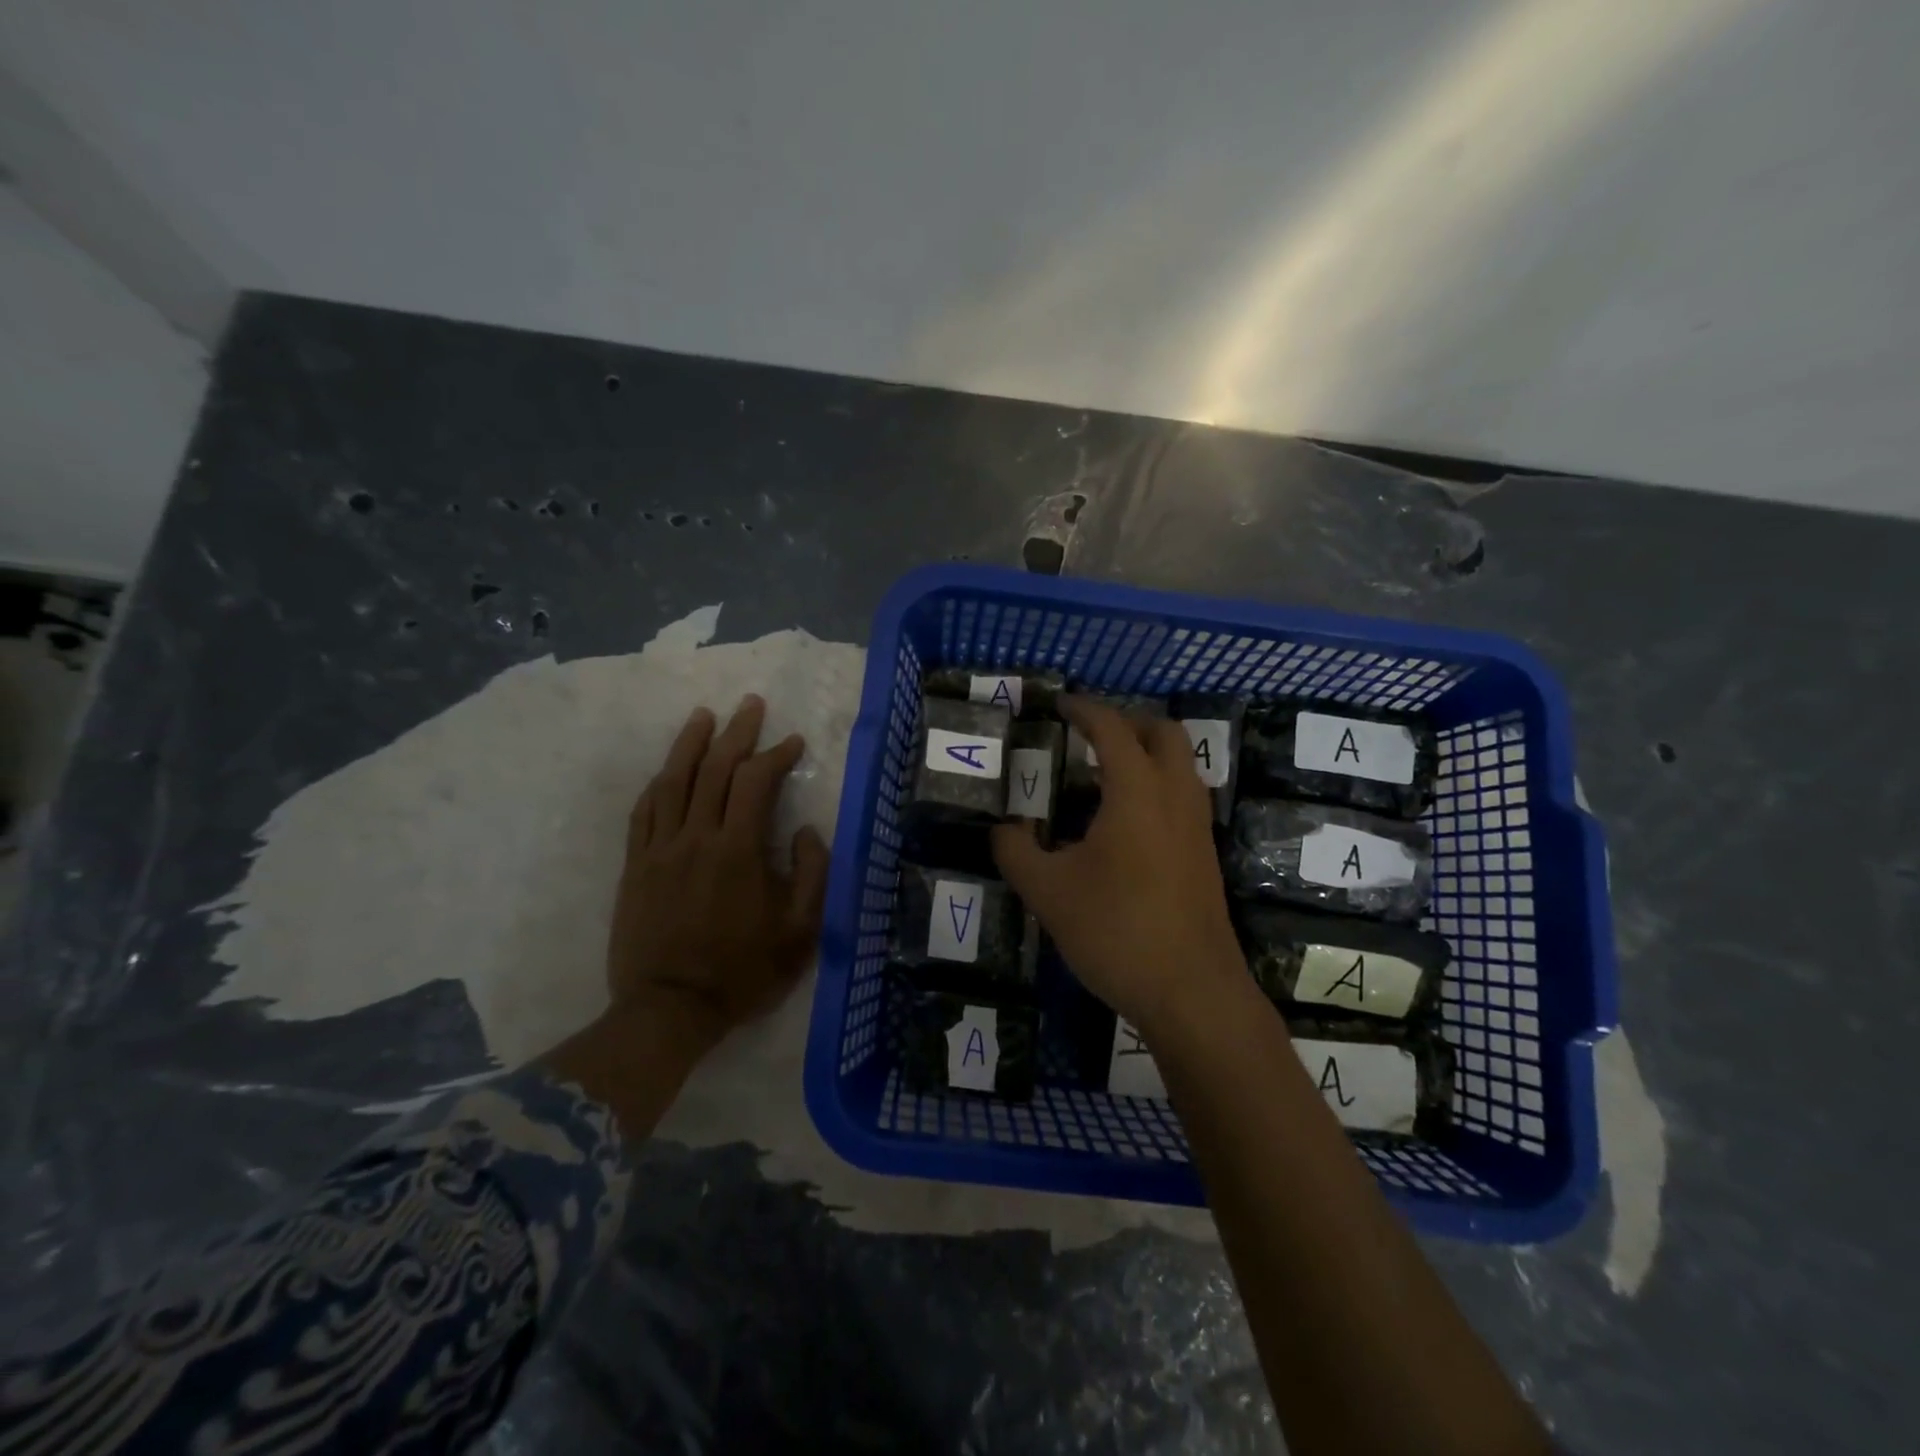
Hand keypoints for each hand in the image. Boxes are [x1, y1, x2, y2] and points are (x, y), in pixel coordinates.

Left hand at [607, 696, 828, 1049]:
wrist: (670, 1010)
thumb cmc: (742, 973)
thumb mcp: (799, 932)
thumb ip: (811, 875)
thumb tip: (806, 831)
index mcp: (737, 850)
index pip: (755, 782)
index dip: (776, 755)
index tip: (793, 743)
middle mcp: (695, 838)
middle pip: (712, 769)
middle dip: (736, 733)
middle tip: (750, 706)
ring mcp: (659, 850)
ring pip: (672, 782)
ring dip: (689, 744)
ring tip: (703, 716)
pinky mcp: (635, 866)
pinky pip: (643, 812)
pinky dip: (658, 783)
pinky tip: (666, 769)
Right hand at [991, 697, 1244, 1035]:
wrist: (1192, 992)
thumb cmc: (1116, 932)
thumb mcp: (1047, 892)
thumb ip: (1016, 851)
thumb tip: (1005, 829)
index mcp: (1137, 792)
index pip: (1111, 728)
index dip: (1083, 709)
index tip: (1058, 705)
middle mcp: (1175, 796)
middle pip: (1162, 732)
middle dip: (1125, 722)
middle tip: (1086, 735)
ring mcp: (1197, 825)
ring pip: (1180, 763)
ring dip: (1144, 752)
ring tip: (1100, 775)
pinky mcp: (1205, 853)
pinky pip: (1182, 794)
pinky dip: (1155, 783)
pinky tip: (1123, 821)